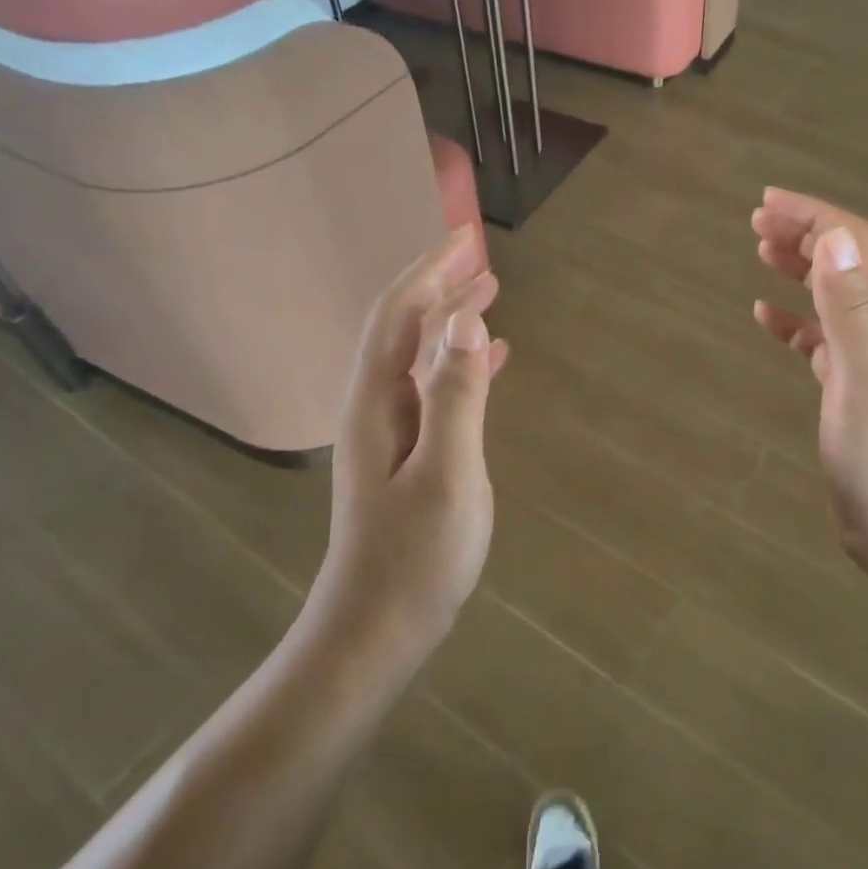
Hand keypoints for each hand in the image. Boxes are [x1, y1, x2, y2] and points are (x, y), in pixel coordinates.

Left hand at [307, 225, 507, 664]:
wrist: (377, 629)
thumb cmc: (415, 555)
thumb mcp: (447, 471)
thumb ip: (455, 392)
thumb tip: (466, 316)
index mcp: (378, 400)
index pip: (401, 315)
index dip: (431, 272)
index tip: (465, 239)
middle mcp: (377, 406)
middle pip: (405, 328)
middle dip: (439, 286)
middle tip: (481, 256)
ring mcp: (392, 432)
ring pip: (421, 356)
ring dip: (451, 320)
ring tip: (489, 292)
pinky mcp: (409, 455)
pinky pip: (436, 389)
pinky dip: (462, 364)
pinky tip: (490, 360)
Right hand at [751, 189, 867, 591]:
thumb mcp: (867, 379)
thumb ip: (850, 309)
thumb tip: (831, 238)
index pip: (859, 244)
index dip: (817, 216)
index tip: (768, 201)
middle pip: (847, 261)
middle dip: (806, 233)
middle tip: (757, 220)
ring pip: (834, 294)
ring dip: (800, 267)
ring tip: (761, 250)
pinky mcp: (852, 384)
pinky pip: (820, 336)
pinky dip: (794, 319)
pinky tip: (765, 316)